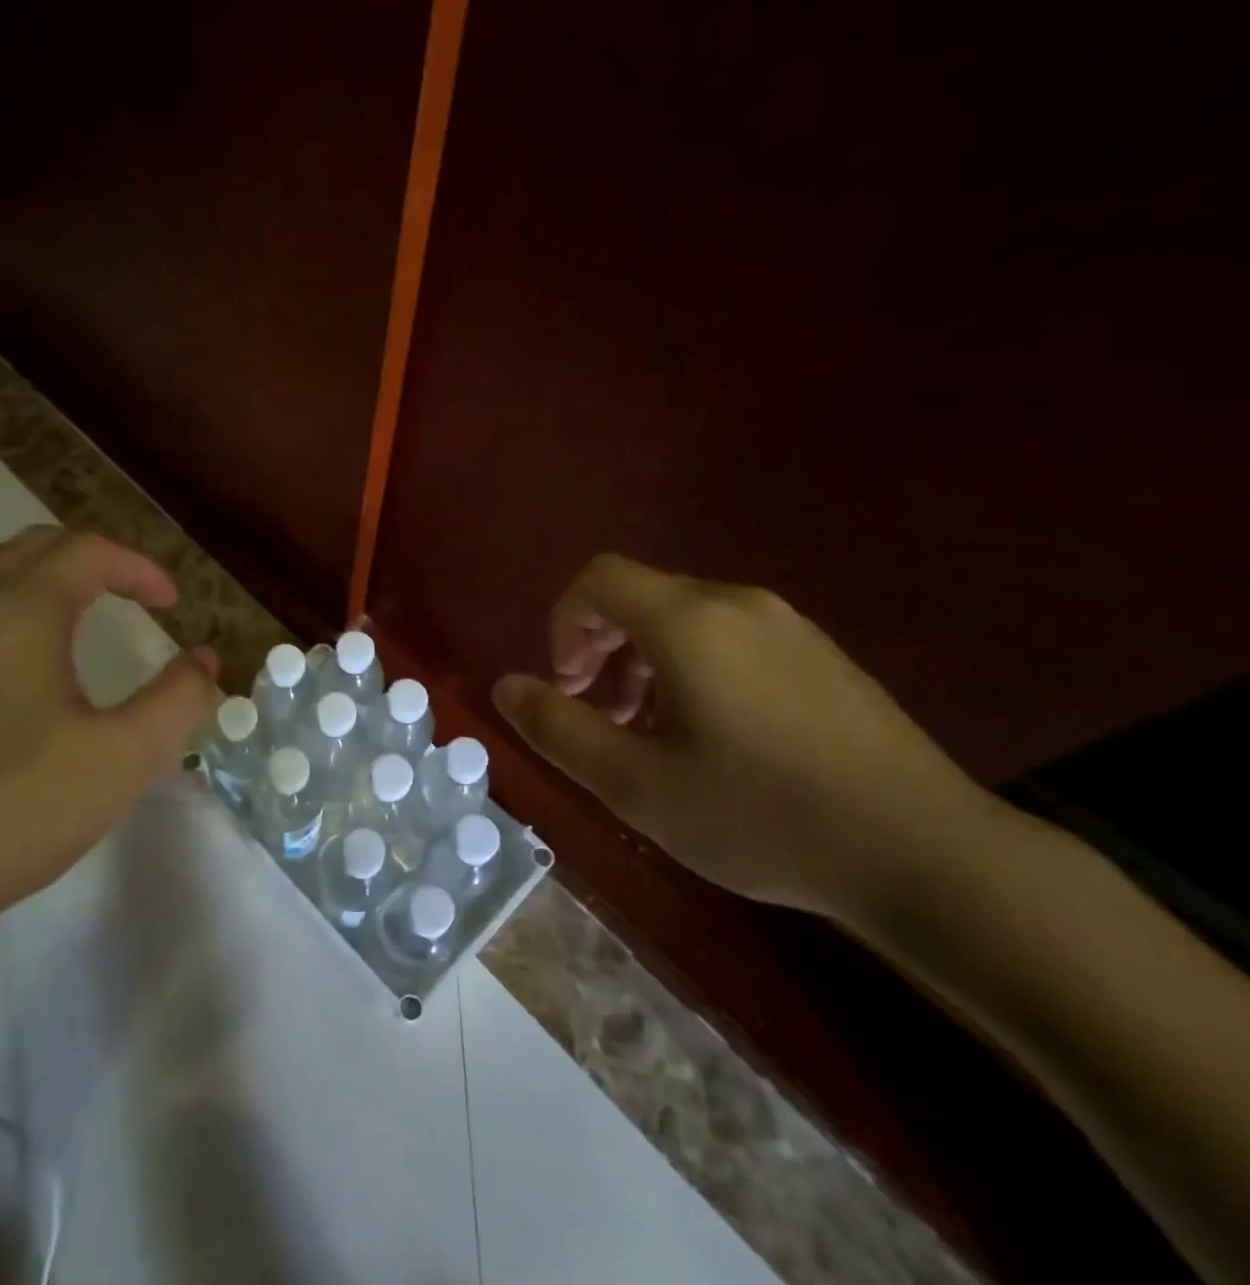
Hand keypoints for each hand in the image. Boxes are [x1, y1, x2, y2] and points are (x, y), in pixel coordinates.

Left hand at [0, 528, 219, 1066]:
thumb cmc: (11, 810)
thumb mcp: (120, 759)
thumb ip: (176, 702)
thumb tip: (204, 661)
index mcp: (18, 612)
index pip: (87, 553)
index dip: (138, 568)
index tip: (172, 603)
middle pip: (31, 547)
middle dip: (90, 559)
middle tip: (129, 595)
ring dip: (37, 573)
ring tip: (73, 610)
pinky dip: (1, 605)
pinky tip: (17, 665)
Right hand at [492, 553, 996, 924]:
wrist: (928, 855)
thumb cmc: (762, 816)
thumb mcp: (636, 785)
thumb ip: (558, 728)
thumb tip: (506, 685)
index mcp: (689, 622)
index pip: (597, 580)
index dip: (564, 625)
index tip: (570, 688)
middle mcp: (737, 604)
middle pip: (639, 597)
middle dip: (600, 649)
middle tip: (601, 718)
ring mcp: (788, 626)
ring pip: (684, 619)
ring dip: (643, 663)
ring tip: (650, 734)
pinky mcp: (822, 655)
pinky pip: (730, 638)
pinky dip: (693, 669)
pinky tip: (714, 739)